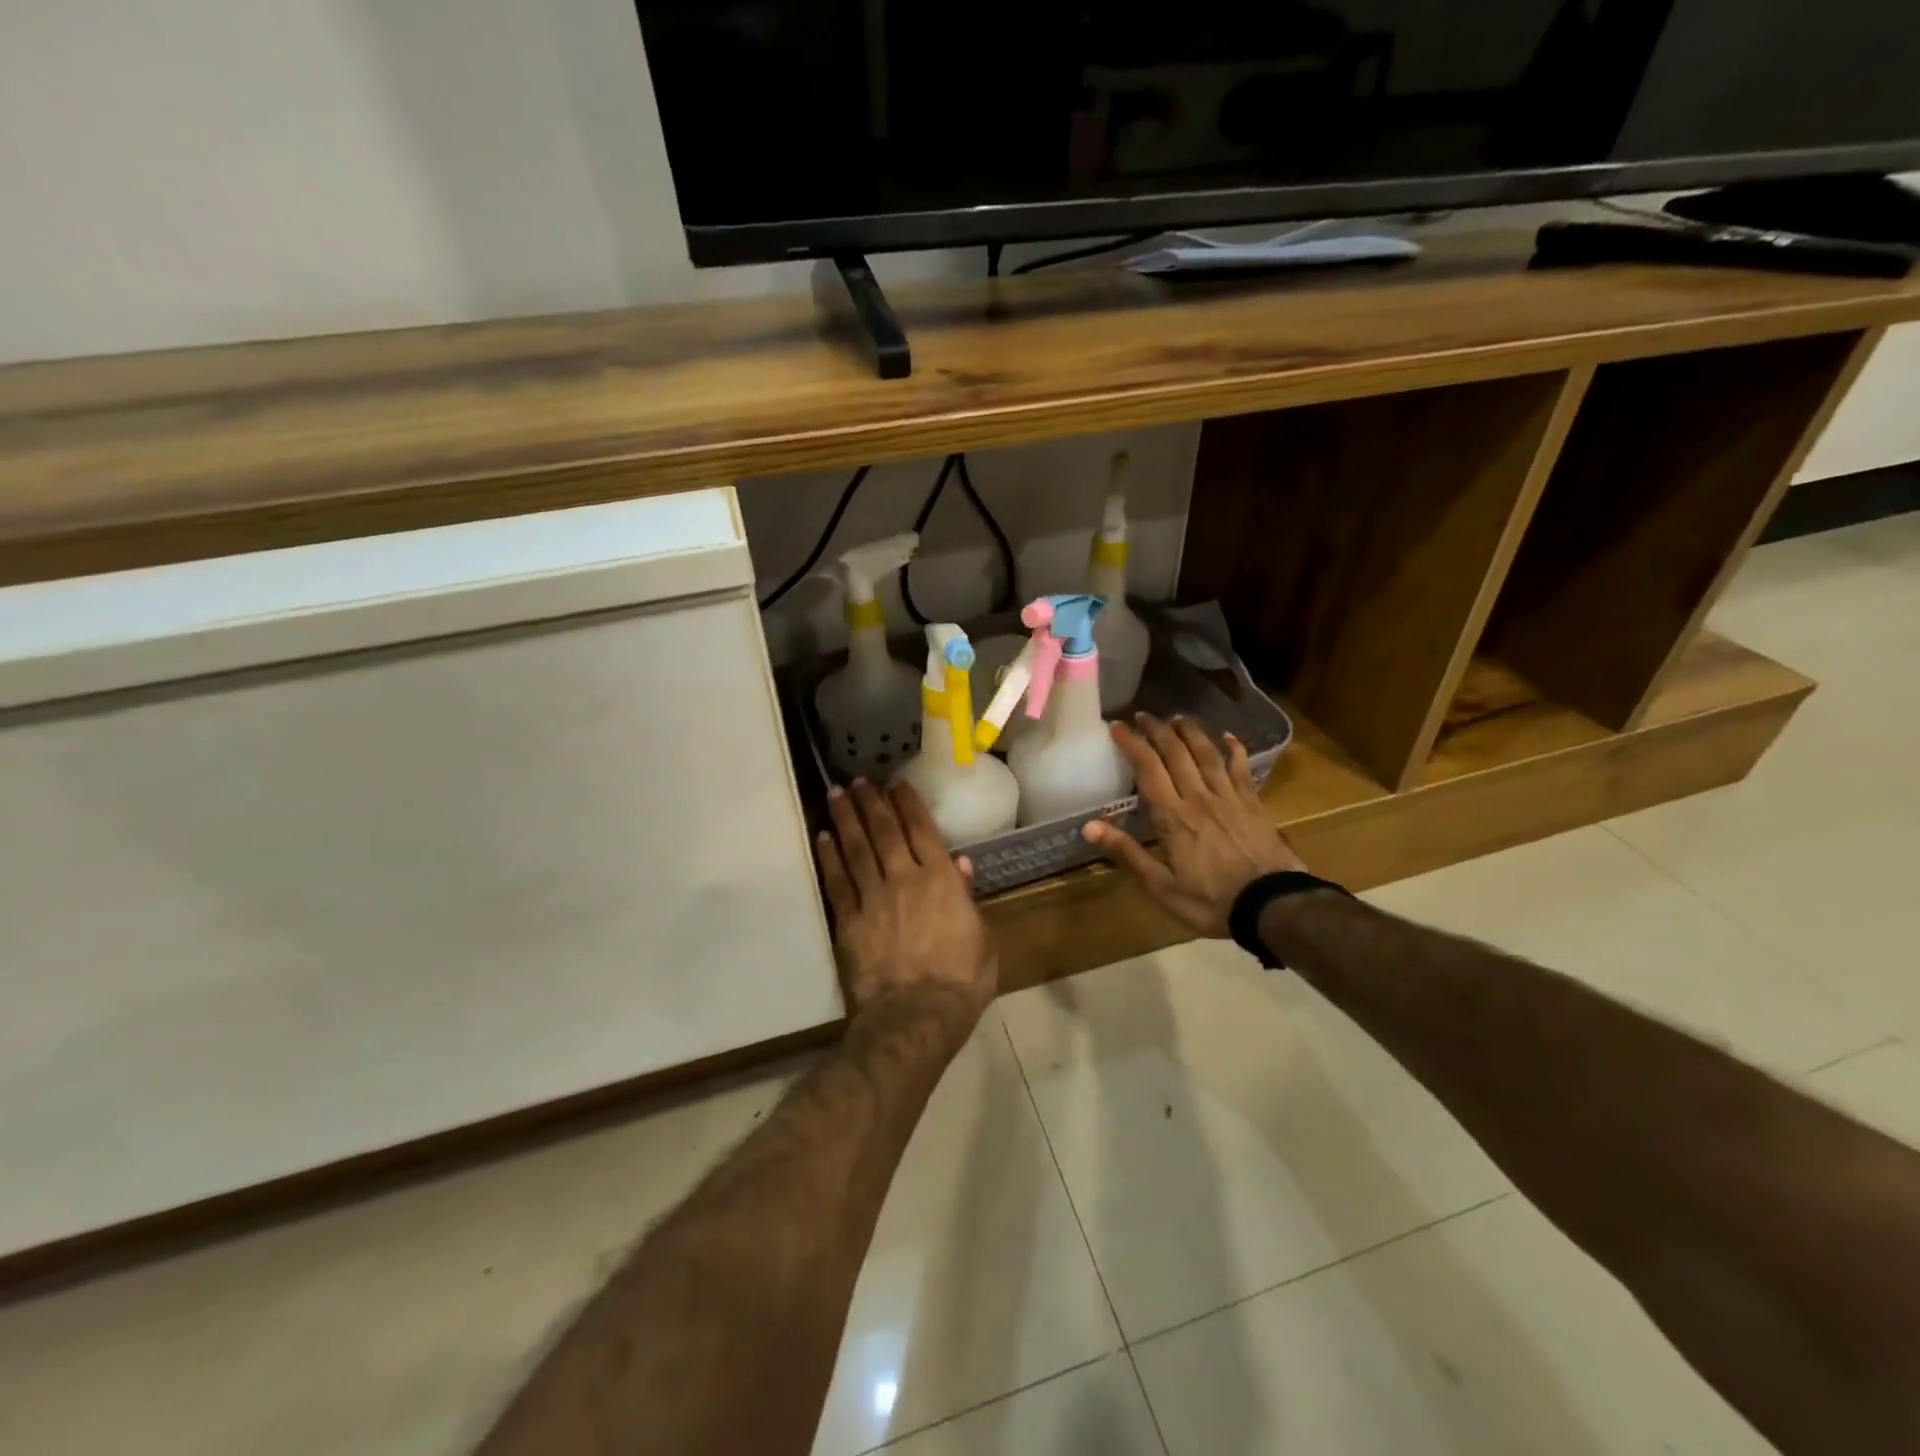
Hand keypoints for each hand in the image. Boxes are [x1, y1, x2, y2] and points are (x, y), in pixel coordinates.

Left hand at [817, 780, 997, 1035]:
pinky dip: (829, 858)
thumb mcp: (982, 939)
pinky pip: (837, 882)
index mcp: (940, 880)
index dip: (907, 804)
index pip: (921, 830)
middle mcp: (904, 879)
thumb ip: (968, 898)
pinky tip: (823, 838)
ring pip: (856, 849)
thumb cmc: (960, 981)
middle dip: (871, 802)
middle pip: (884, 832)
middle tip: (858, 779)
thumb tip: (960, 863)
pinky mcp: (848, 921)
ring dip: (846, 819)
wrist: (916, 1015)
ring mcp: (873, 898)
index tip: (895, 783)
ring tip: (836, 794)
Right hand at [1083, 714, 1306, 937]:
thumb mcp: (1160, 886)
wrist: (1271, 906)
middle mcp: (1199, 797)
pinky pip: (1241, 767)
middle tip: (1143, 716)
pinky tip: (1228, 736)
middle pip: (1176, 753)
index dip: (1132, 744)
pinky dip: (1234, 749)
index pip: (1148, 769)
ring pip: (1207, 753)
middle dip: (1157, 730)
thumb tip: (1089, 825)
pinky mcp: (1253, 803)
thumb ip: (1127, 852)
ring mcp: (1229, 797)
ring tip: (1177, 718)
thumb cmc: (1210, 901)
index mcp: (1172, 816)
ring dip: (1190, 732)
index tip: (1117, 727)